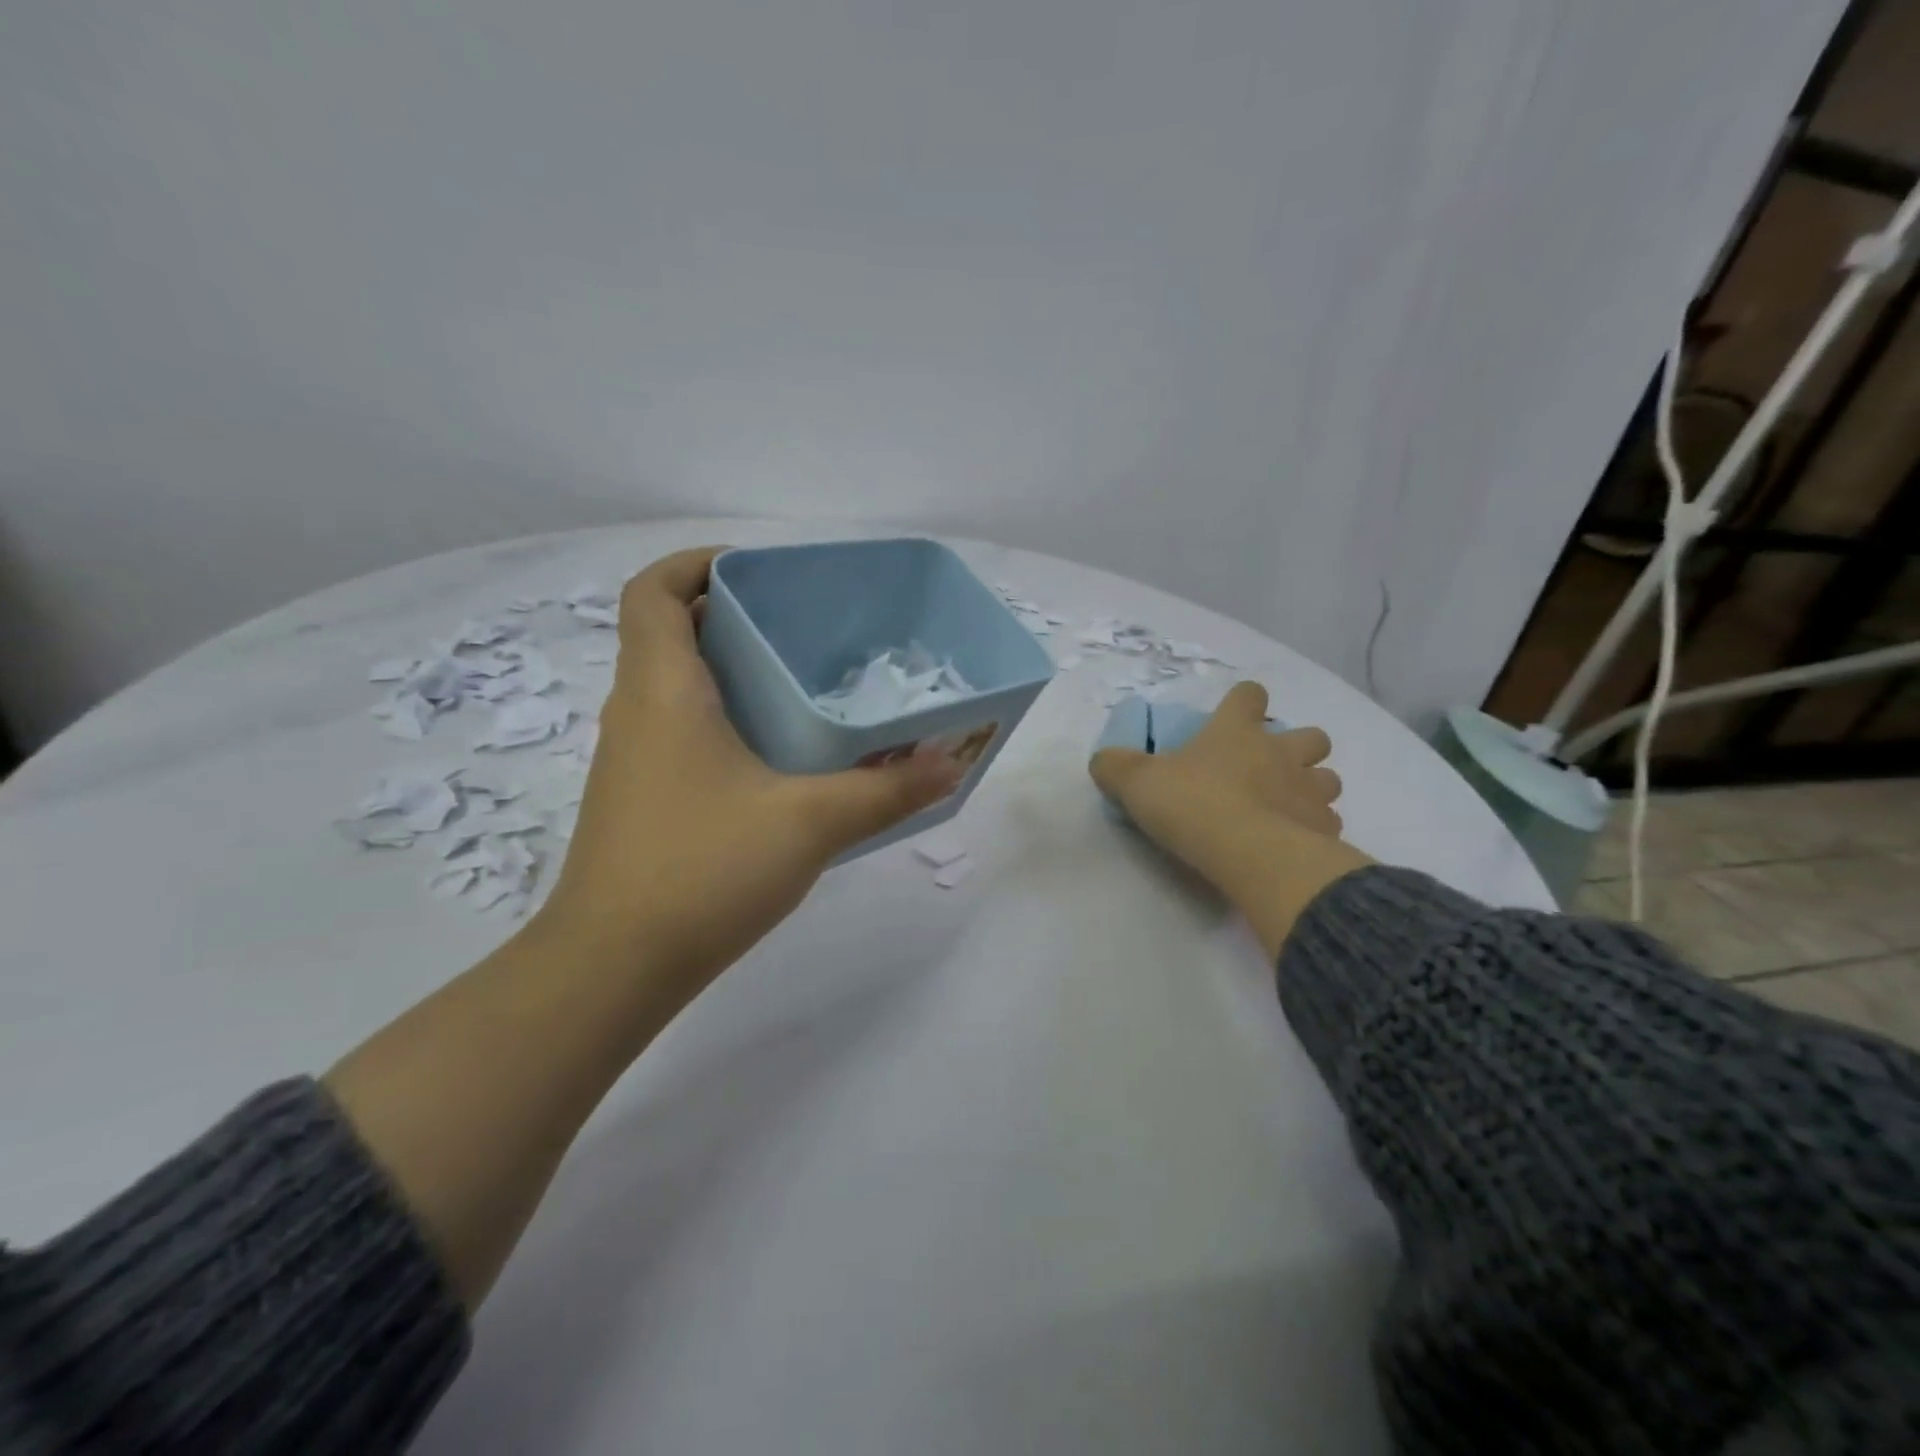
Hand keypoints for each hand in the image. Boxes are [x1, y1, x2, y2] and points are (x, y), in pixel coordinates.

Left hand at [534, 548, 962, 996]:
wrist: (614, 966)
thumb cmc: (703, 869)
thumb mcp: (811, 822)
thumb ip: (887, 790)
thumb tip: (951, 762)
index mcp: (663, 691)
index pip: (653, 592)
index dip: (694, 563)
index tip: (757, 570)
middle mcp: (637, 712)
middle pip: (669, 633)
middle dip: (730, 614)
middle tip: (802, 626)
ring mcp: (633, 759)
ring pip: (674, 686)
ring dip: (727, 669)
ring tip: (800, 682)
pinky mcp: (641, 799)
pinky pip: (679, 730)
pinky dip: (721, 718)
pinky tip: (777, 756)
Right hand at [1089, 682, 1368, 959]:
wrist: (1249, 854)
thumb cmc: (1193, 805)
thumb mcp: (1137, 783)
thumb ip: (1116, 767)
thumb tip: (1102, 760)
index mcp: (1237, 732)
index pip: (1249, 696)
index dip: (1243, 702)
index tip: (1234, 716)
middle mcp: (1282, 753)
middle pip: (1311, 736)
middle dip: (1297, 748)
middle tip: (1270, 770)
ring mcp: (1310, 791)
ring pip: (1329, 778)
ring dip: (1312, 788)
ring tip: (1287, 809)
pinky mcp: (1325, 830)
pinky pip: (1328, 823)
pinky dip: (1315, 830)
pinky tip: (1295, 845)